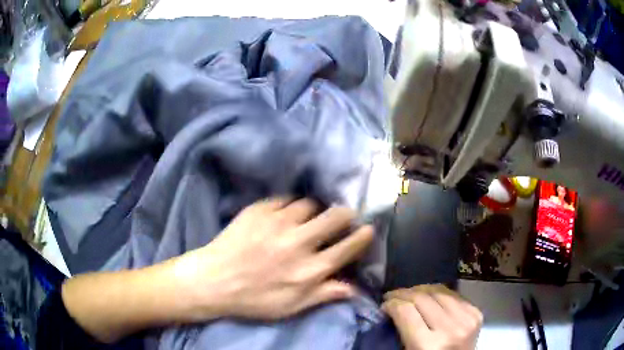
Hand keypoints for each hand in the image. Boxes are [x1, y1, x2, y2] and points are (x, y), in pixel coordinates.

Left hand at [174, 197, 373, 320]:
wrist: (213, 281)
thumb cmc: (253, 299)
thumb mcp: (291, 307)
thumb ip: (323, 295)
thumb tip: (353, 289)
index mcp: (308, 270)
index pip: (347, 248)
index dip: (362, 237)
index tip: (368, 229)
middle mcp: (298, 243)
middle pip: (335, 217)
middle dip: (345, 215)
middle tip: (342, 217)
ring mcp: (277, 223)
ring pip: (310, 203)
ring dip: (314, 209)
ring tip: (309, 216)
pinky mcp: (259, 210)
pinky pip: (284, 199)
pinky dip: (289, 205)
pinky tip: (284, 213)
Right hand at [382, 285, 482, 349]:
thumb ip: (401, 331)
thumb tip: (391, 307)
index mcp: (428, 346)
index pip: (406, 311)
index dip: (392, 304)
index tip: (384, 305)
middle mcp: (450, 330)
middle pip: (422, 298)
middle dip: (403, 293)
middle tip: (393, 296)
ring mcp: (466, 319)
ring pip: (439, 291)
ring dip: (420, 290)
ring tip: (410, 293)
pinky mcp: (476, 313)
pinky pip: (453, 294)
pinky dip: (438, 293)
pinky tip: (430, 297)